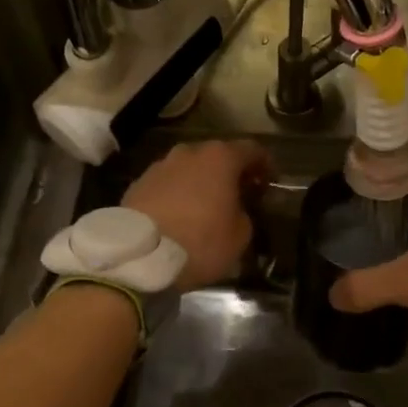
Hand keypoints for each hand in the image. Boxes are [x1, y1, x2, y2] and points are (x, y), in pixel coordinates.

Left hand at [123, 140, 269, 291]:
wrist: (140, 256)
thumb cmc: (200, 242)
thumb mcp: (240, 236)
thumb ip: (244, 214)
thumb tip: (236, 210)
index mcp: (220, 158)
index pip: (251, 150)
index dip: (265, 164)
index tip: (270, 182)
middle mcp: (189, 153)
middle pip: (216, 156)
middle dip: (230, 172)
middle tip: (239, 194)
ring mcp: (159, 166)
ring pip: (188, 169)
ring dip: (200, 182)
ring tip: (206, 206)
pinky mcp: (137, 184)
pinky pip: (167, 184)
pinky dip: (177, 194)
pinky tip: (179, 215)